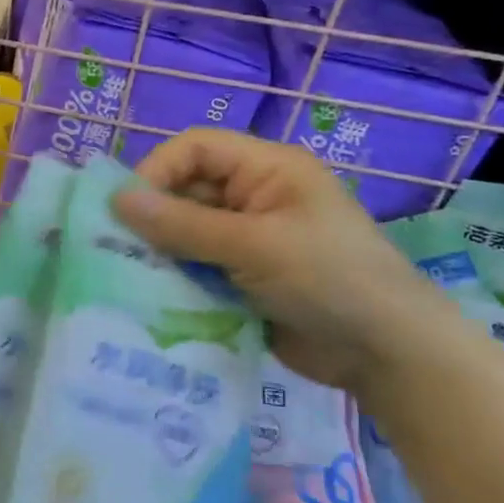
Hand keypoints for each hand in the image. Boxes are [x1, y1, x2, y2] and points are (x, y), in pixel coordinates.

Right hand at [110, 129, 451, 398]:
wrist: (387, 354)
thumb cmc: (328, 278)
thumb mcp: (254, 245)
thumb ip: (182, 224)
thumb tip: (115, 200)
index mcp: (267, 169)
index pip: (196, 148)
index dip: (157, 169)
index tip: (127, 209)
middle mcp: (254, 196)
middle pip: (186, 189)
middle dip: (154, 215)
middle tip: (119, 248)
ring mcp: (249, 238)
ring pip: (186, 230)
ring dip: (161, 250)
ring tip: (132, 274)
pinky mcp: (243, 275)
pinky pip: (196, 264)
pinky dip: (176, 276)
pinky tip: (156, 295)